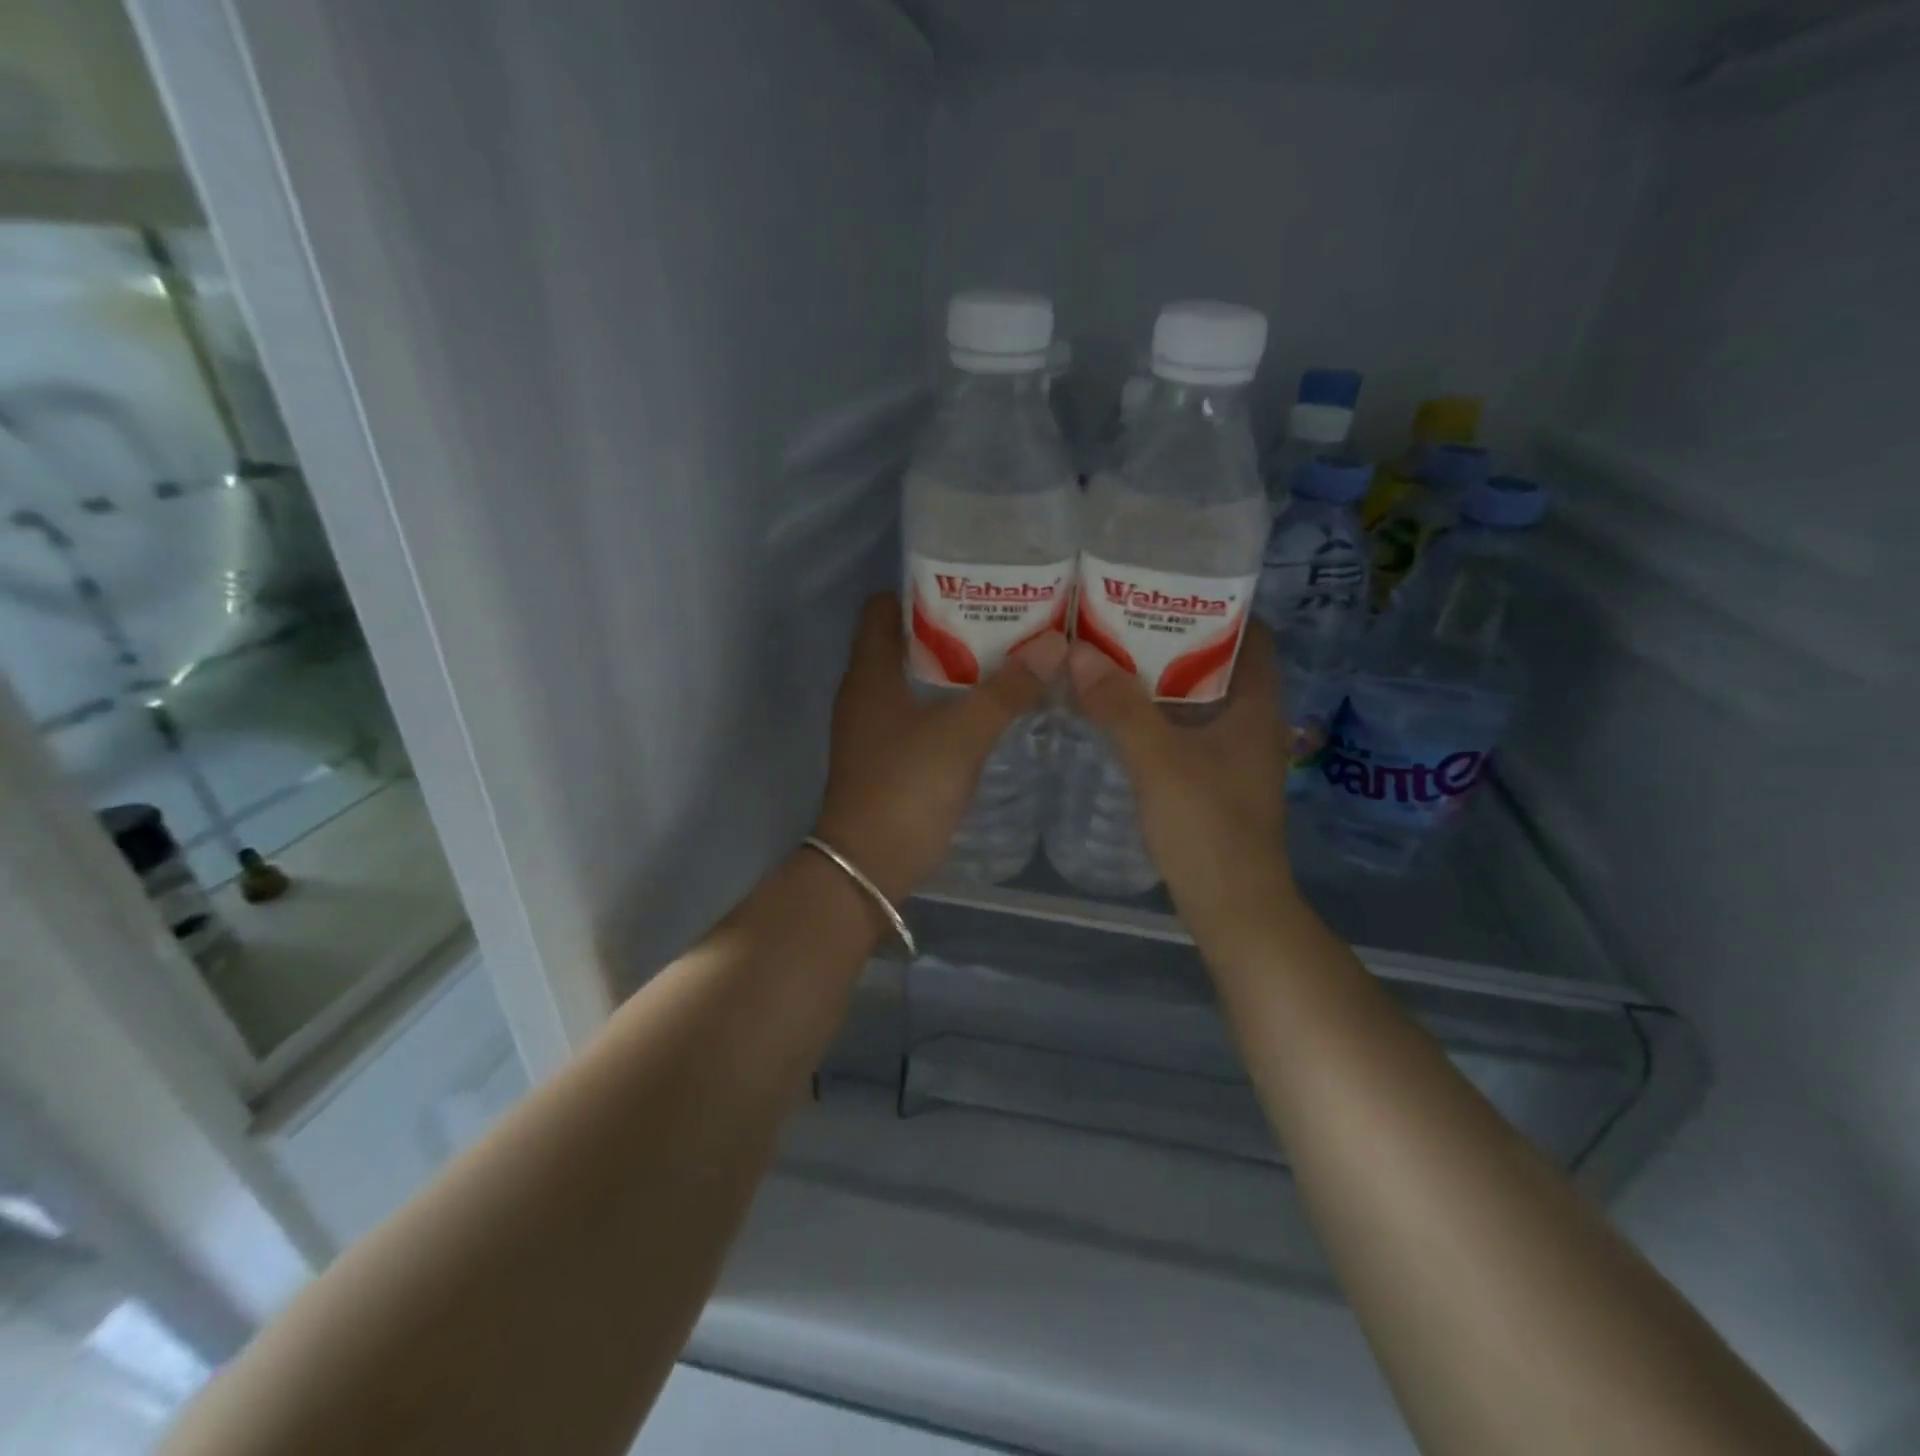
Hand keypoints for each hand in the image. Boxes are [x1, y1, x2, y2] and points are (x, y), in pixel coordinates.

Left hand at [814, 593, 1067, 904]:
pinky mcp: (887, 760)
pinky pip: (919, 715)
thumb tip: (1055, 644)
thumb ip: (1006, 690)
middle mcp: (865, 693)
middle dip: (952, 629)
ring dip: (954, 670)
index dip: (922, 591)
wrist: (867, 869)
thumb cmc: (906, 789)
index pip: (883, 608)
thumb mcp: (962, 735)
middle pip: (905, 642)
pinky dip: (949, 706)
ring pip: (915, 682)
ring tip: (1007, 660)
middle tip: (1005, 622)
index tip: (971, 586)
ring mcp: (874, 729)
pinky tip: (988, 712)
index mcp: (870, 673)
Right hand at [1065, 620, 1297, 942]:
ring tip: (1113, 659)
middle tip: (1124, 622)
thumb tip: (1077, 653)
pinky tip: (1120, 717)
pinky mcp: (1216, 782)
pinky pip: (1187, 732)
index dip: (1218, 608)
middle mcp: (1253, 723)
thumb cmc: (1207, 827)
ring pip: (1200, 701)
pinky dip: (1159, 717)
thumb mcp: (1158, 761)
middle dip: (1176, 641)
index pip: (1253, 636)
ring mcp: (1235, 756)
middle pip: (1220, 665)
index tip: (1168, 592)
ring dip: (1162, 681)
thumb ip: (1119, 707)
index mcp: (1256, 706)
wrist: (1233, 908)